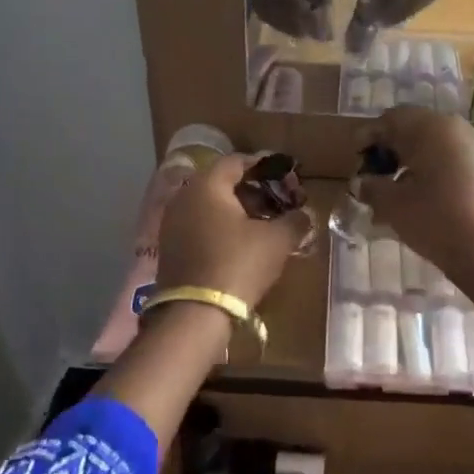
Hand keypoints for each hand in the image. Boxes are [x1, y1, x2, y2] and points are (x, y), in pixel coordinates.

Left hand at [156, 153, 312, 310]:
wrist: (196, 312)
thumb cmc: (239, 264)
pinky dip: (221, 228)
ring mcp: (172, 223)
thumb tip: (304, 215)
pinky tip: (241, 245)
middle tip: (279, 204)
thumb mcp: (277, 240)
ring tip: (264, 226)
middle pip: (222, 183)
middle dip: (254, 191)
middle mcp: (184, 197)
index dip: (266, 167)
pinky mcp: (170, 248)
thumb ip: (294, 220)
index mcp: (207, 185)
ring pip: (210, 206)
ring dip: (238, 211)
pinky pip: (199, 226)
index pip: (237, 161)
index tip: (287, 180)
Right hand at [358, 109, 473, 376]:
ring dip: (412, 159)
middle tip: (373, 173)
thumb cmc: (435, 220)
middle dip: (391, 148)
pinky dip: (433, 168)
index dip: (369, 137)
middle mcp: (458, 127)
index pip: (391, 119)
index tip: (355, 160)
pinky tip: (422, 194)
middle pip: (415, 127)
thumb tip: (361, 183)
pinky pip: (453, 157)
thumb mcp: (393, 204)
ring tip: (395, 188)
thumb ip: (371, 187)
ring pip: (436, 143)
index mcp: (431, 127)